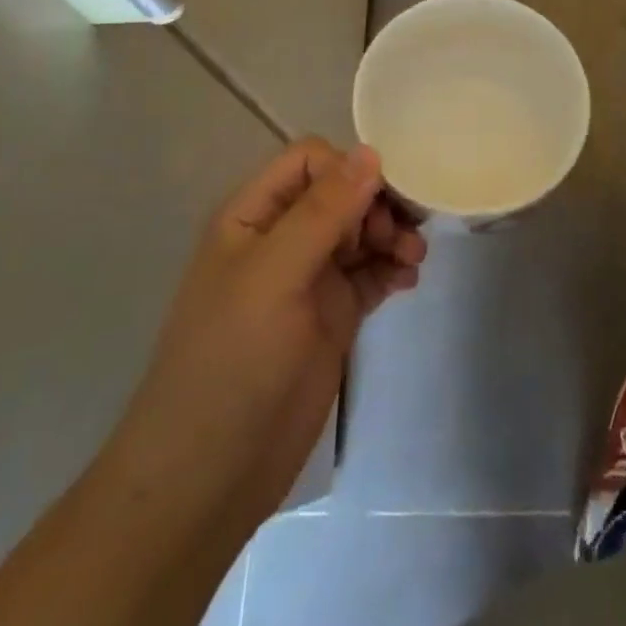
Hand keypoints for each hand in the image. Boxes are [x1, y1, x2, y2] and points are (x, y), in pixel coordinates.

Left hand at [113, 139, 425, 523]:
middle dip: (378, 204)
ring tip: (413, 258)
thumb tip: (371, 152)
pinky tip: (409, 279)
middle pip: (344, 193)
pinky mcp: (334, 315)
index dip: (348, 170)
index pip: (311, 162)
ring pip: (362, 231)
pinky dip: (392, 267)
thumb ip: (323, 211)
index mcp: (255, 216)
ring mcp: (310, 278)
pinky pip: (371, 272)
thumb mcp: (274, 275)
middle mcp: (284, 238)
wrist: (212, 473)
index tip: (377, 201)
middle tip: (398, 235)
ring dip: (392, 234)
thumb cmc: (232, 360)